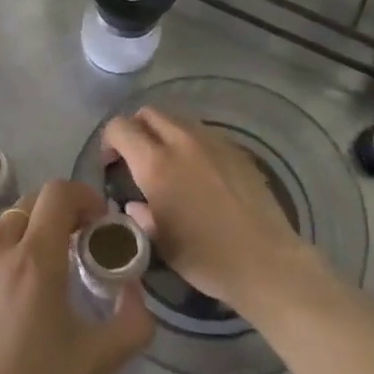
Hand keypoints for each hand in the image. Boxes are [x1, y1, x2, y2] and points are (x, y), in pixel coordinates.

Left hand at [0, 180, 152, 373]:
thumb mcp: (96, 361)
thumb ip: (133, 321)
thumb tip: (135, 289)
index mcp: (34, 258)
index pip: (59, 193)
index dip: (85, 197)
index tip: (99, 224)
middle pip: (33, 203)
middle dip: (61, 216)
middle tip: (78, 249)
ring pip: (6, 224)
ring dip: (31, 234)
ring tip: (43, 274)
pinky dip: (4, 252)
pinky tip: (9, 293)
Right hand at [103, 107, 317, 316]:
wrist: (264, 261)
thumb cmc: (205, 257)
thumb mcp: (158, 241)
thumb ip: (140, 215)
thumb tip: (136, 204)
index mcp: (156, 164)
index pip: (120, 127)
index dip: (109, 141)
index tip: (112, 165)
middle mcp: (182, 142)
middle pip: (149, 113)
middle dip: (136, 130)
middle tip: (137, 159)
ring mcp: (214, 142)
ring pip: (178, 118)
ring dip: (164, 133)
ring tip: (169, 163)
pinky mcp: (237, 149)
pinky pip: (204, 133)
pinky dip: (191, 143)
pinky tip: (199, 172)